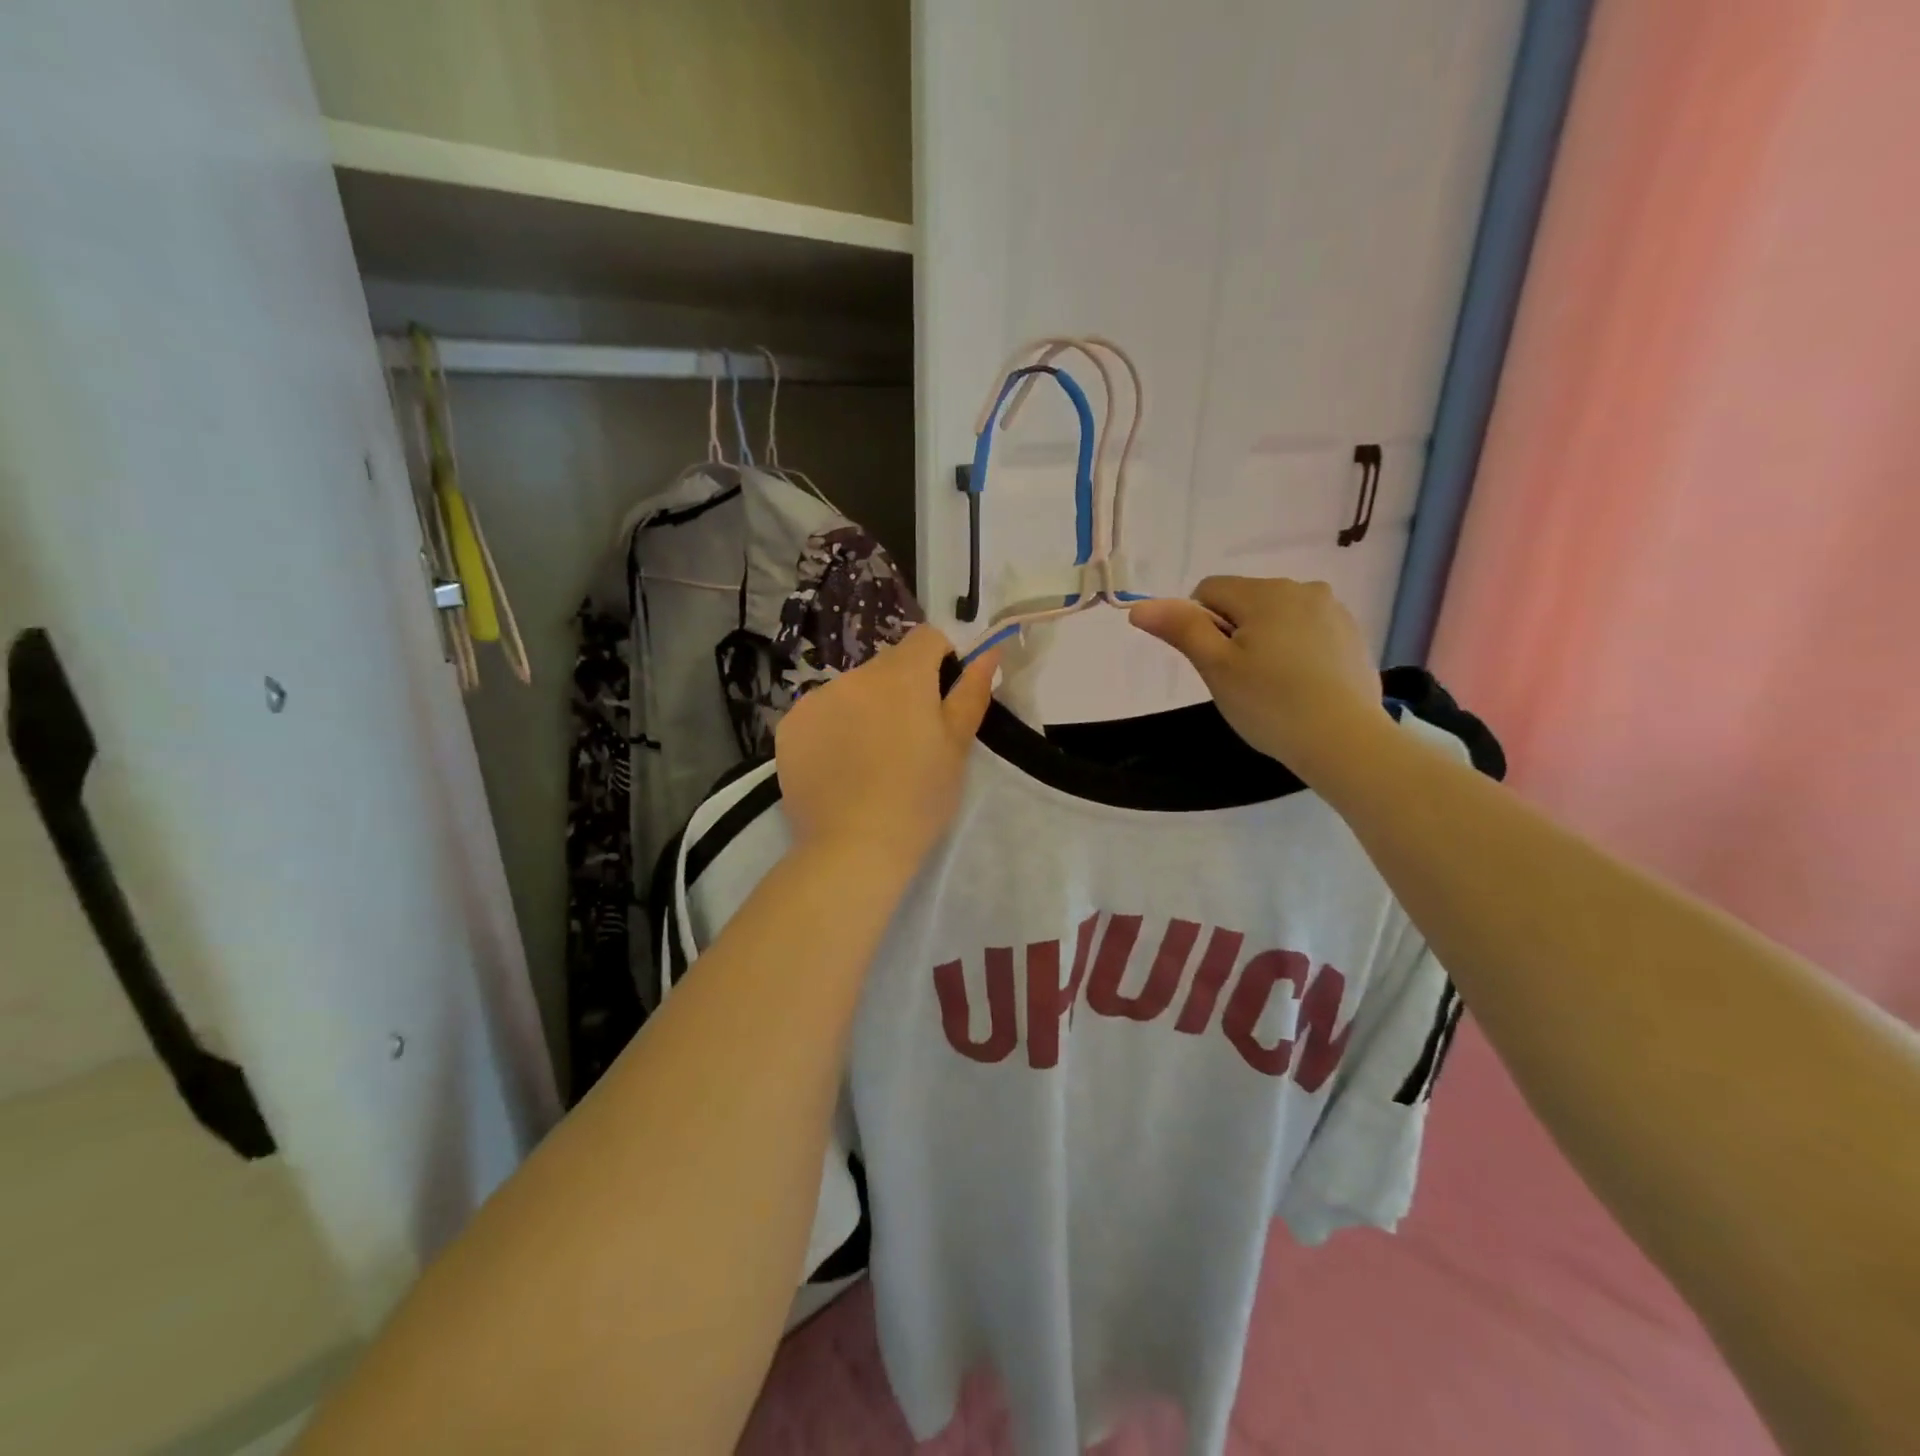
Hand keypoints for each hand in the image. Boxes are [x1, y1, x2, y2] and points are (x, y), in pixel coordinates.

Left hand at [775, 626, 999, 870]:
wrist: (853, 848)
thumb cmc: (918, 799)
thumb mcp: (957, 747)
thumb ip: (971, 692)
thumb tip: (989, 651)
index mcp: (902, 676)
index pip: (926, 638)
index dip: (941, 659)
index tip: (942, 698)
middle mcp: (855, 676)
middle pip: (886, 666)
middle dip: (901, 690)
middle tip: (908, 741)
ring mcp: (816, 699)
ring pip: (851, 690)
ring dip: (864, 709)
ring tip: (869, 760)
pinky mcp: (788, 726)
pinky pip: (819, 713)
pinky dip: (831, 729)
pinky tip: (838, 767)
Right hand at [1129, 576, 1387, 782]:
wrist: (1344, 741)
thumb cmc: (1270, 704)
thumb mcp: (1215, 668)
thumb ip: (1180, 629)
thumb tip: (1140, 606)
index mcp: (1264, 592)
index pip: (1208, 591)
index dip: (1199, 626)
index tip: (1214, 664)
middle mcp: (1302, 588)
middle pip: (1245, 602)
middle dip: (1234, 633)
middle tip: (1241, 681)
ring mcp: (1333, 611)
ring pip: (1276, 617)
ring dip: (1265, 641)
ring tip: (1273, 686)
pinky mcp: (1352, 635)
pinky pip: (1307, 632)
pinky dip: (1296, 652)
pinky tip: (1301, 687)